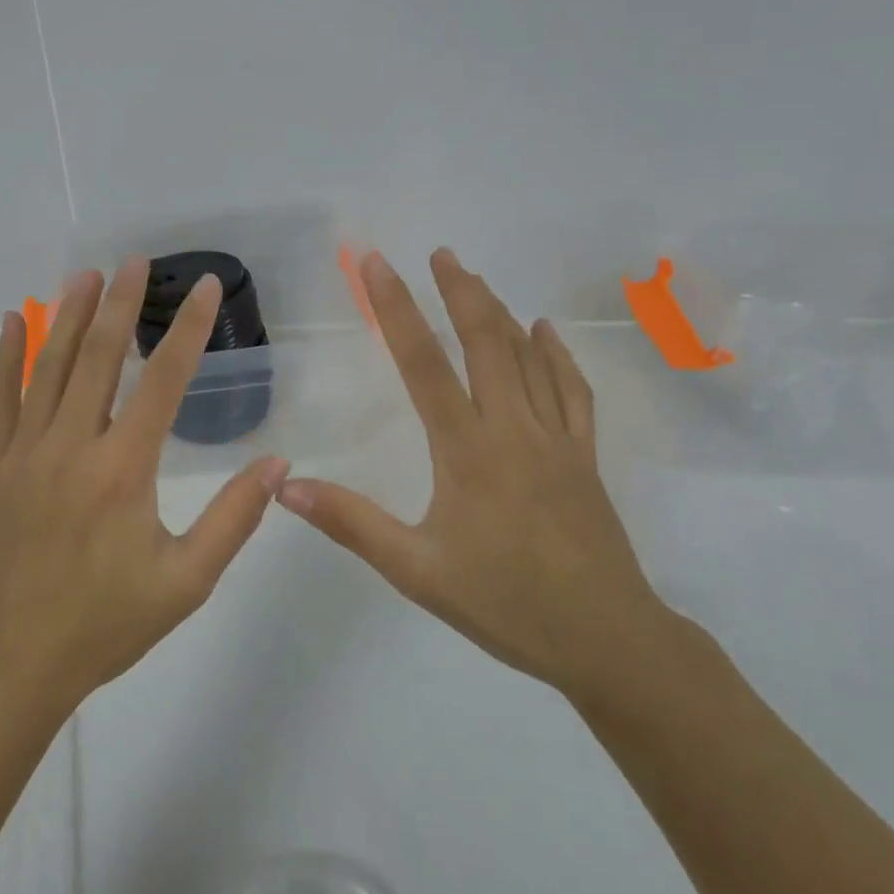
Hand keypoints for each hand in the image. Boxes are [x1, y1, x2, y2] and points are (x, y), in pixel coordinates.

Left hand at [0, 257, 288, 713]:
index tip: (206, 287)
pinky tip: (16, 320)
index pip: (163, 381)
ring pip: (48, 368)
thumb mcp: (187, 581)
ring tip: (88, 274)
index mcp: (123, 471)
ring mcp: (23, 453)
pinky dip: (7, 355)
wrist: (14, 661)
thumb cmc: (107, 623)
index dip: (189, 329)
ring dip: (70, 316)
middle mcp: (71, 447)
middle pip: (99, 358)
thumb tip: (277, 461)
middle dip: (122, 304)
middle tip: (136, 261)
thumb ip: (234, 518)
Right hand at [278, 248, 669, 695]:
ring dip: (500, 312)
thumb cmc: (506, 604)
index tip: (377, 264)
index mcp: (467, 450)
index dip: (396, 309)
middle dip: (460, 291)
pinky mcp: (585, 456)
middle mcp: (513, 429)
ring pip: (529, 357)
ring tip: (476, 279)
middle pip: (486, 342)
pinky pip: (573, 390)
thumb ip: (351, 523)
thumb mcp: (416, 570)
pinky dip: (557, 354)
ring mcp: (557, 439)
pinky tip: (545, 331)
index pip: (424, 364)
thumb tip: (286, 487)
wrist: (607, 641)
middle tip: (441, 252)